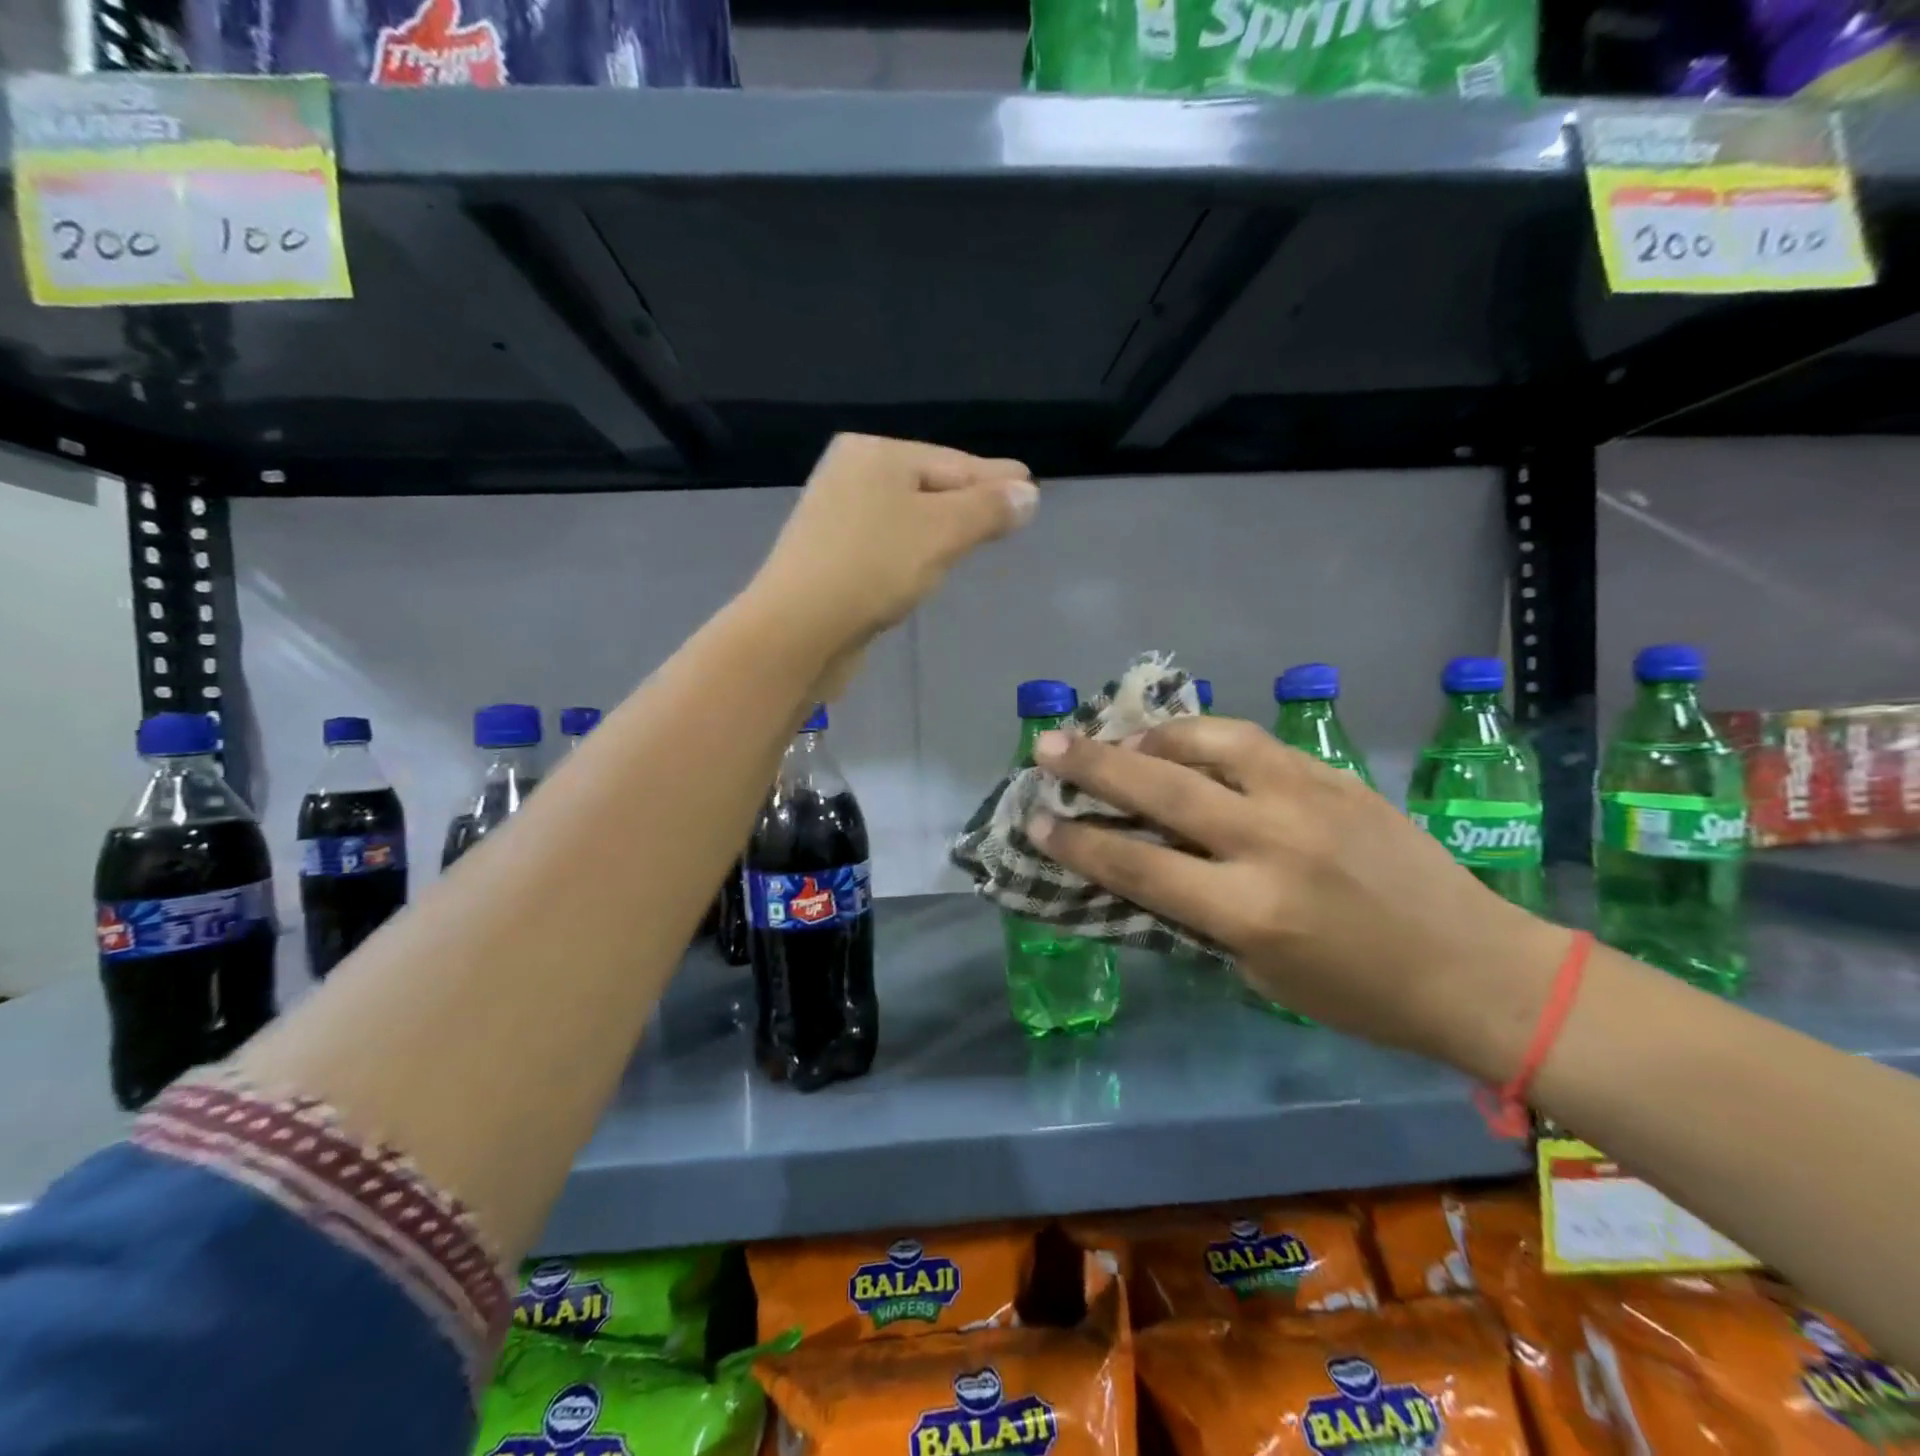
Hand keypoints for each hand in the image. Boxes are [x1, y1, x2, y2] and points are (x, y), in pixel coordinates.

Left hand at [751, 436, 1037, 669]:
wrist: (797, 629)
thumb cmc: (873, 568)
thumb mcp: (941, 532)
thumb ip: (987, 510)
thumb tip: (1028, 493)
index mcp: (876, 453)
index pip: (954, 462)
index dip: (996, 479)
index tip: (1030, 485)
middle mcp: (851, 474)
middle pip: (930, 485)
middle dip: (971, 500)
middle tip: (1012, 509)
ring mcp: (836, 517)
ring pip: (908, 516)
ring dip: (943, 526)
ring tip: (979, 533)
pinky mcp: (830, 557)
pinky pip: (889, 543)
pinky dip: (916, 549)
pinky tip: (930, 562)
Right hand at [1027, 717, 1571, 1080]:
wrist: (1476, 967)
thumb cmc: (1359, 995)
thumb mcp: (1261, 971)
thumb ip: (1198, 914)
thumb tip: (1144, 867)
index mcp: (1249, 910)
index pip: (1138, 867)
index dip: (1078, 845)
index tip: (1036, 822)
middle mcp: (1271, 843)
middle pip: (1161, 792)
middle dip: (1093, 766)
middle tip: (1046, 745)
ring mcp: (1307, 799)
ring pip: (1210, 744)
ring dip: (1153, 738)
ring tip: (1121, 739)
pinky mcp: (1334, 776)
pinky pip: (1255, 744)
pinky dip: (1207, 737)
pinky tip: (1187, 742)